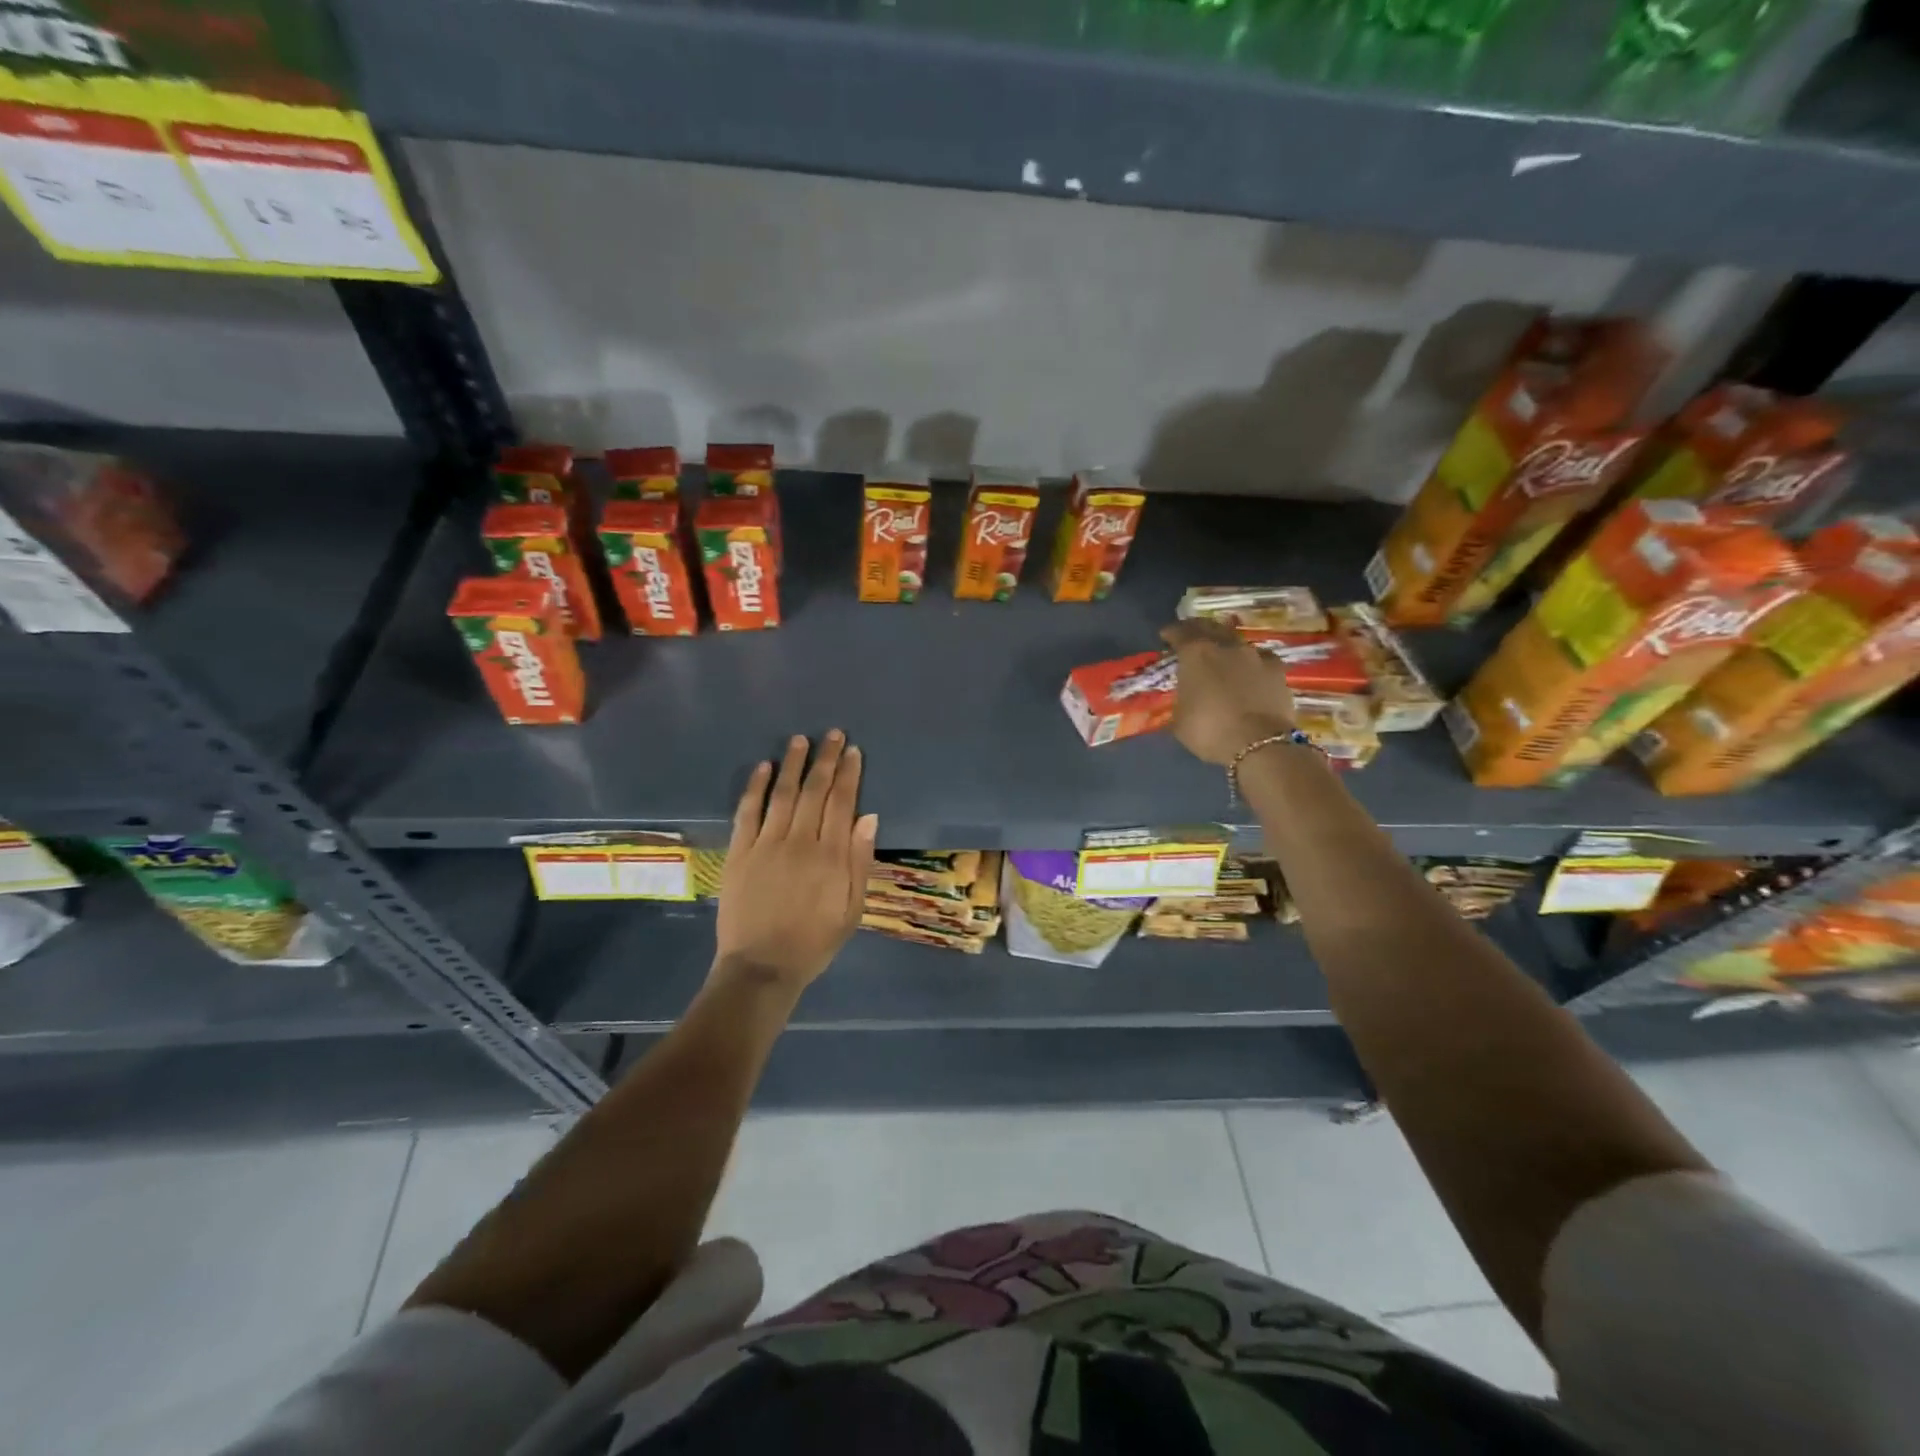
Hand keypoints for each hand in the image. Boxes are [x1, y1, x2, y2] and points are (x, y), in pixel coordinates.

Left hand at [715, 730, 878, 990]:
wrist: (762, 968)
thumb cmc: (814, 942)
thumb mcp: (852, 909)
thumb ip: (860, 862)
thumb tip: (868, 817)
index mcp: (831, 856)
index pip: (842, 803)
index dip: (849, 774)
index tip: (853, 751)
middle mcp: (799, 842)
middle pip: (815, 791)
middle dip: (826, 759)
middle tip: (833, 734)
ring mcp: (766, 844)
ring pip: (783, 794)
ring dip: (793, 764)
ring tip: (800, 740)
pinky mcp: (739, 853)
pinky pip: (748, 812)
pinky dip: (755, 787)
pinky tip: (763, 767)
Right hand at [1159, 620, 1295, 765]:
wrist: (1259, 744)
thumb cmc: (1209, 730)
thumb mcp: (1180, 720)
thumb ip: (1181, 699)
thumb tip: (1184, 698)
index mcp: (1196, 654)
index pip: (1180, 632)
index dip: (1171, 632)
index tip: (1165, 636)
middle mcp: (1225, 646)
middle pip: (1209, 628)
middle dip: (1198, 629)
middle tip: (1191, 636)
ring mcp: (1254, 655)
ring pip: (1236, 641)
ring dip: (1225, 645)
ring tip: (1221, 654)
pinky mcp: (1277, 669)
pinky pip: (1260, 658)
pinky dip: (1252, 661)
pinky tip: (1251, 669)